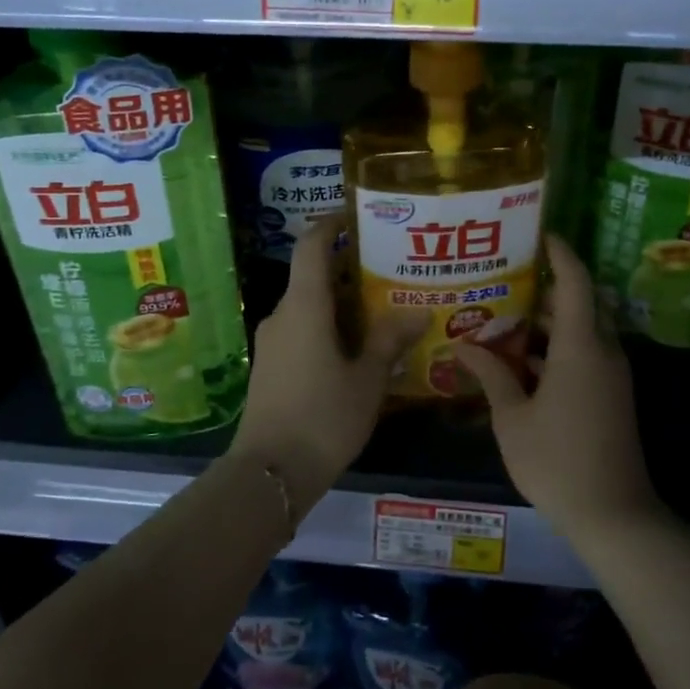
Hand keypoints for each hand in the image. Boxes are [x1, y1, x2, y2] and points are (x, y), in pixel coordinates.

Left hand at [227, 219, 427, 509]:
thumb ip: (389, 341)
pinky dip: (328, 326)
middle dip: (348, 268)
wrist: (271, 473)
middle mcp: (282, 315)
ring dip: (340, 302)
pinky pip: (301, 330)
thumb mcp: (367, 379)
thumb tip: (418, 311)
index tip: (356, 215)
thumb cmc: (323, 417)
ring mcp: (272, 342)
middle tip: (389, 269)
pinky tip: (357, 346)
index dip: (330, 223)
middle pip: (312, 275)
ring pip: (308, 306)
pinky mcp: (271, 366)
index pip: (311, 246)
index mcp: (304, 307)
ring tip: (381, 308)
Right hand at [455, 236, 662, 542]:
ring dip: (552, 323)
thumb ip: (492, 375)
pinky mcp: (612, 397)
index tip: (540, 233)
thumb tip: (464, 345)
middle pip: (581, 304)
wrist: (613, 514)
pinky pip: (587, 356)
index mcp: (582, 348)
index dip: (561, 254)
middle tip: (509, 279)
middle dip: (549, 289)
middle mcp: (604, 352)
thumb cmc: (556, 461)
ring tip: (507, 317)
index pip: (575, 283)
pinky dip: (559, 350)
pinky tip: (523, 363)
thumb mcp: (513, 418)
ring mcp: (612, 376)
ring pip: (584, 332)